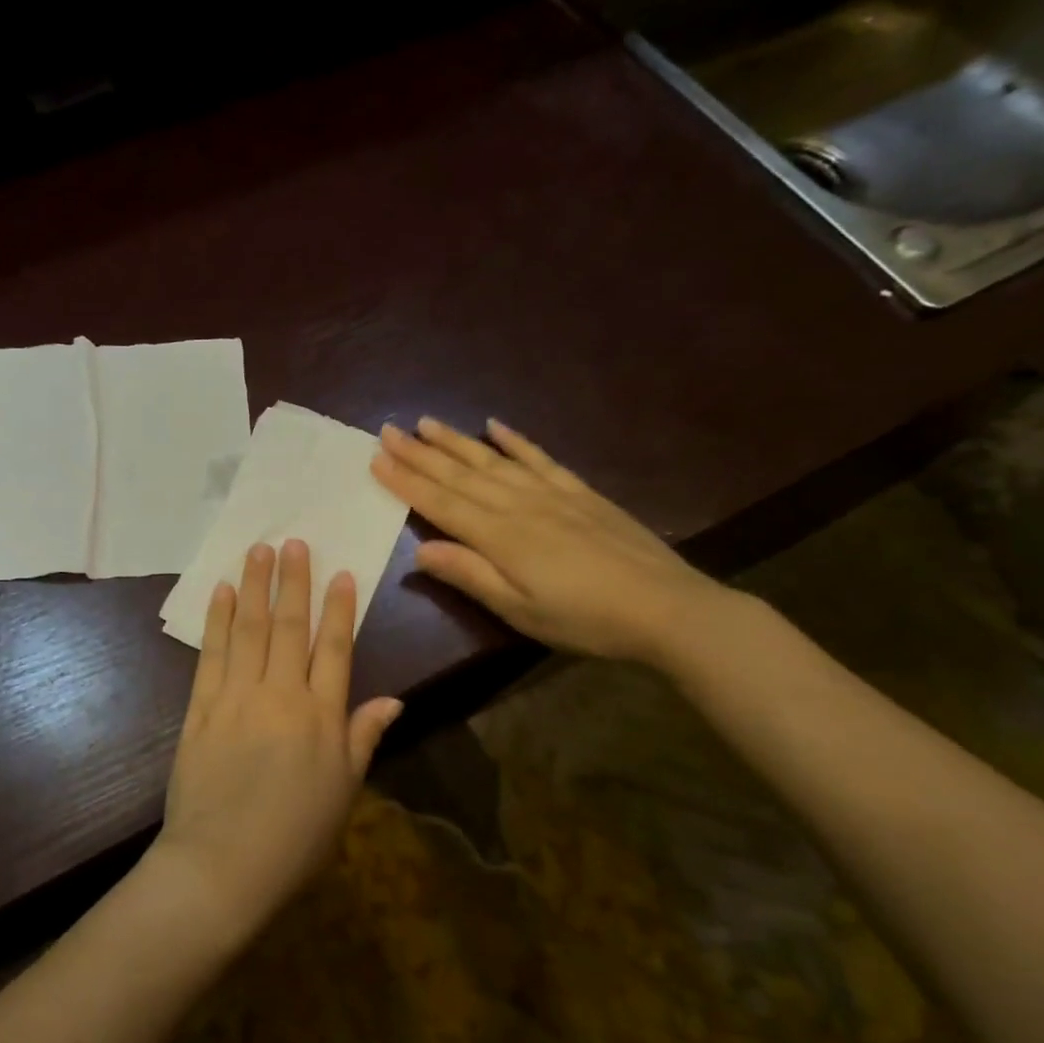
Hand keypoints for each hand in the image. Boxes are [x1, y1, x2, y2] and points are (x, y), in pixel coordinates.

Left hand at [155, 540, 402, 936]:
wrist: (222, 866)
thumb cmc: (294, 838)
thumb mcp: (344, 793)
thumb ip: (363, 738)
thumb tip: (393, 699)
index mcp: (322, 717)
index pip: (335, 649)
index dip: (339, 609)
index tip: (341, 573)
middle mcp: (280, 696)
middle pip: (288, 627)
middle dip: (293, 581)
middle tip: (293, 541)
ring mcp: (236, 698)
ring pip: (247, 630)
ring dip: (253, 587)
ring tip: (257, 551)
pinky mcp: (200, 708)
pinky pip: (211, 654)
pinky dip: (216, 621)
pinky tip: (220, 593)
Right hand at [370, 416, 733, 665]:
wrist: (667, 608)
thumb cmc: (585, 619)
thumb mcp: (520, 610)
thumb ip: (470, 576)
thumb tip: (419, 551)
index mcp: (499, 536)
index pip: (441, 503)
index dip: (406, 481)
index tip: (376, 460)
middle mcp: (518, 505)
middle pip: (460, 474)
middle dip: (420, 453)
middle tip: (388, 430)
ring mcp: (551, 493)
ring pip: (492, 460)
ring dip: (456, 440)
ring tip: (426, 422)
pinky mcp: (579, 492)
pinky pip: (539, 458)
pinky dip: (515, 440)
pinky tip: (495, 425)